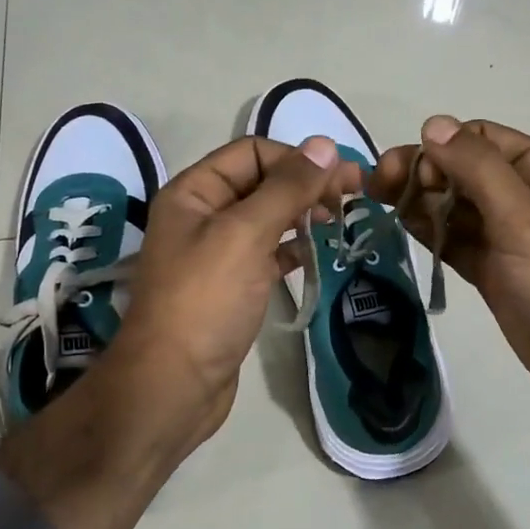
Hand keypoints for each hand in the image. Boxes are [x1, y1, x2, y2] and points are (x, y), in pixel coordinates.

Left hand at [107, 134, 360, 454]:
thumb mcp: (245, 234)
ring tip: (341, 220)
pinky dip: (293, 247)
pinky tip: (318, 252)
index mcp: (194, 192)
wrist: (174, 384)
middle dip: (306, 184)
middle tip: (354, 196)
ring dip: (303, 213)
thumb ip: (286, 188)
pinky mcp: (231, 286)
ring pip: (268, 217)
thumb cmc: (206, 301)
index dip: (297, 158)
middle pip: (262, 182)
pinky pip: (267, 252)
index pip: (252, 152)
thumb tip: (324, 145)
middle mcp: (202, 215)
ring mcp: (217, 252)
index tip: (341, 177)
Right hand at [371, 117, 529, 429]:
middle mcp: (523, 196)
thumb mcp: (525, 217)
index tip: (408, 173)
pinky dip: (428, 231)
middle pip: (460, 171)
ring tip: (377, 202)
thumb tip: (432, 123)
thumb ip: (477, 168)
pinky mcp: (492, 269)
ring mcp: (506, 235)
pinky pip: (454, 239)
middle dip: (421, 173)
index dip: (440, 149)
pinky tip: (399, 226)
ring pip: (453, 205)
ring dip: (418, 201)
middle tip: (378, 186)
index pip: (479, 139)